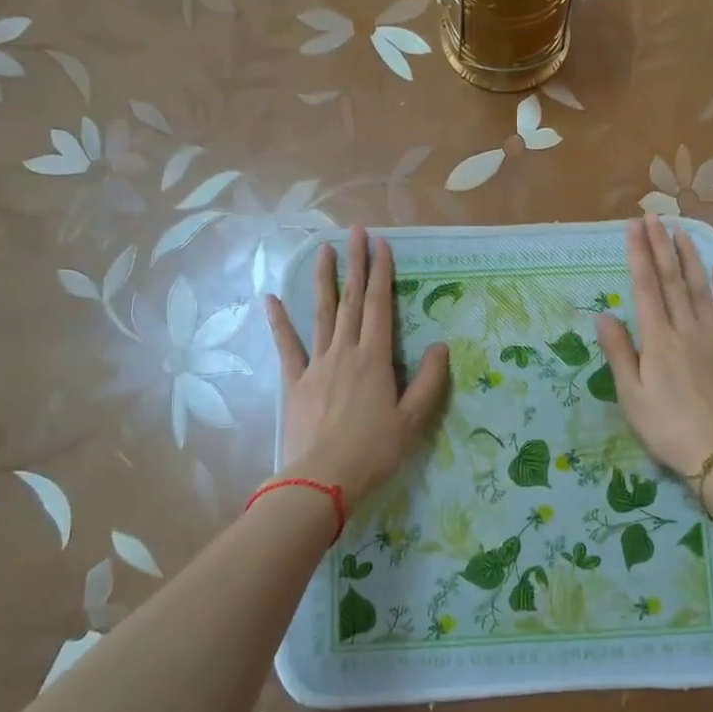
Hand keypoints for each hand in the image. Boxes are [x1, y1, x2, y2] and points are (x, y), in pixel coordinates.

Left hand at [266, 227, 450, 511]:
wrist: (322, 479)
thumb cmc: (373, 451)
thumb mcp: (413, 420)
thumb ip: (429, 381)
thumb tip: (441, 346)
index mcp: (375, 359)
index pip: (379, 306)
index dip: (381, 273)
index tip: (381, 244)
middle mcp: (345, 352)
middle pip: (351, 301)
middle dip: (355, 264)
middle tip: (354, 232)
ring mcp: (316, 365)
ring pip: (320, 314)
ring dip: (323, 280)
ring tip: (322, 250)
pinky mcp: (295, 382)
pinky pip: (287, 346)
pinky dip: (279, 321)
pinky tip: (271, 298)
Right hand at [596, 215, 712, 477]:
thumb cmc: (668, 428)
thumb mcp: (631, 396)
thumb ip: (619, 352)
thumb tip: (604, 314)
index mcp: (658, 340)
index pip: (646, 288)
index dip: (639, 255)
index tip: (634, 227)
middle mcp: (687, 328)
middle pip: (673, 279)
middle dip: (661, 246)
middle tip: (654, 217)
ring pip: (702, 287)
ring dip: (691, 256)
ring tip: (682, 230)